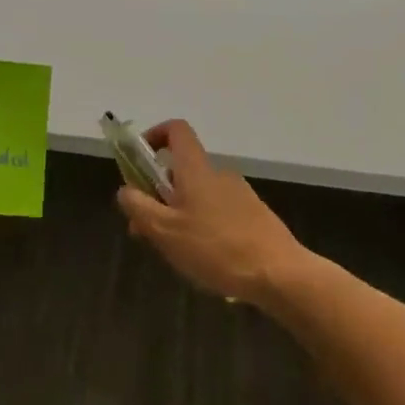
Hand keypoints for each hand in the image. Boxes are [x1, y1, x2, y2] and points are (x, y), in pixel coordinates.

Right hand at [115, 119, 308, 307]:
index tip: (140, 161)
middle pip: (182, 170)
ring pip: (199, 195)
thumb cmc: (216, 248)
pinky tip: (205, 261)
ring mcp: (239, 194)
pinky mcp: (254, 216)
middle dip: (160, 193)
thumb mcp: (165, 231)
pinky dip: (204, 227)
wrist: (279, 274)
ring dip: (180, 214)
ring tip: (176, 253)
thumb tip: (125, 189)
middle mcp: (218, 173)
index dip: (155, 136)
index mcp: (195, 169)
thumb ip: (139, 207)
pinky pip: (218, 213)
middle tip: (147, 229)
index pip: (176, 130)